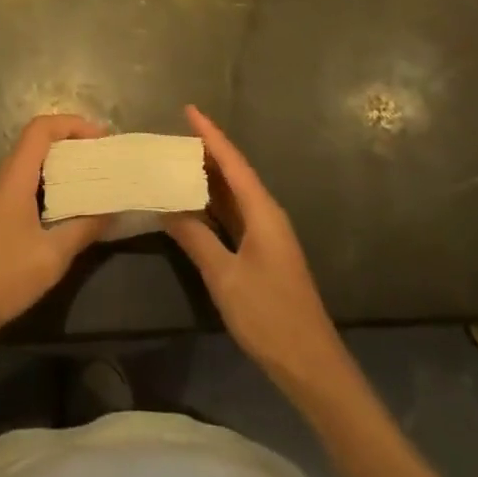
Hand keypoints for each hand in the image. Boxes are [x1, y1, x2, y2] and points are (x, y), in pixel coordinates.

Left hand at [0, 114, 109, 346]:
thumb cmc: (3, 275)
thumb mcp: (52, 255)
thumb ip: (84, 228)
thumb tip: (113, 209)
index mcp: (16, 176)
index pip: (41, 129)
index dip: (71, 124)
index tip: (101, 139)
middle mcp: (8, 178)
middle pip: (40, 141)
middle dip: (73, 141)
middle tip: (104, 156)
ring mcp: (4, 197)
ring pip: (36, 163)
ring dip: (65, 163)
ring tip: (96, 177)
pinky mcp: (4, 215)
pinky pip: (33, 184)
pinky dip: (56, 184)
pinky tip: (75, 206)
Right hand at [164, 105, 350, 400]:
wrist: (311, 366)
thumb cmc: (269, 316)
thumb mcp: (225, 276)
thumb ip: (195, 238)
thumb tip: (166, 205)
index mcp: (262, 211)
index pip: (232, 162)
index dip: (210, 134)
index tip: (189, 109)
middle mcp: (266, 214)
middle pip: (234, 173)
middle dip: (206, 151)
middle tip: (171, 136)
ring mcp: (266, 235)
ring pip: (233, 195)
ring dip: (208, 178)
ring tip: (176, 161)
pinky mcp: (262, 253)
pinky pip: (234, 215)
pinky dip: (212, 204)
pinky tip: (193, 204)